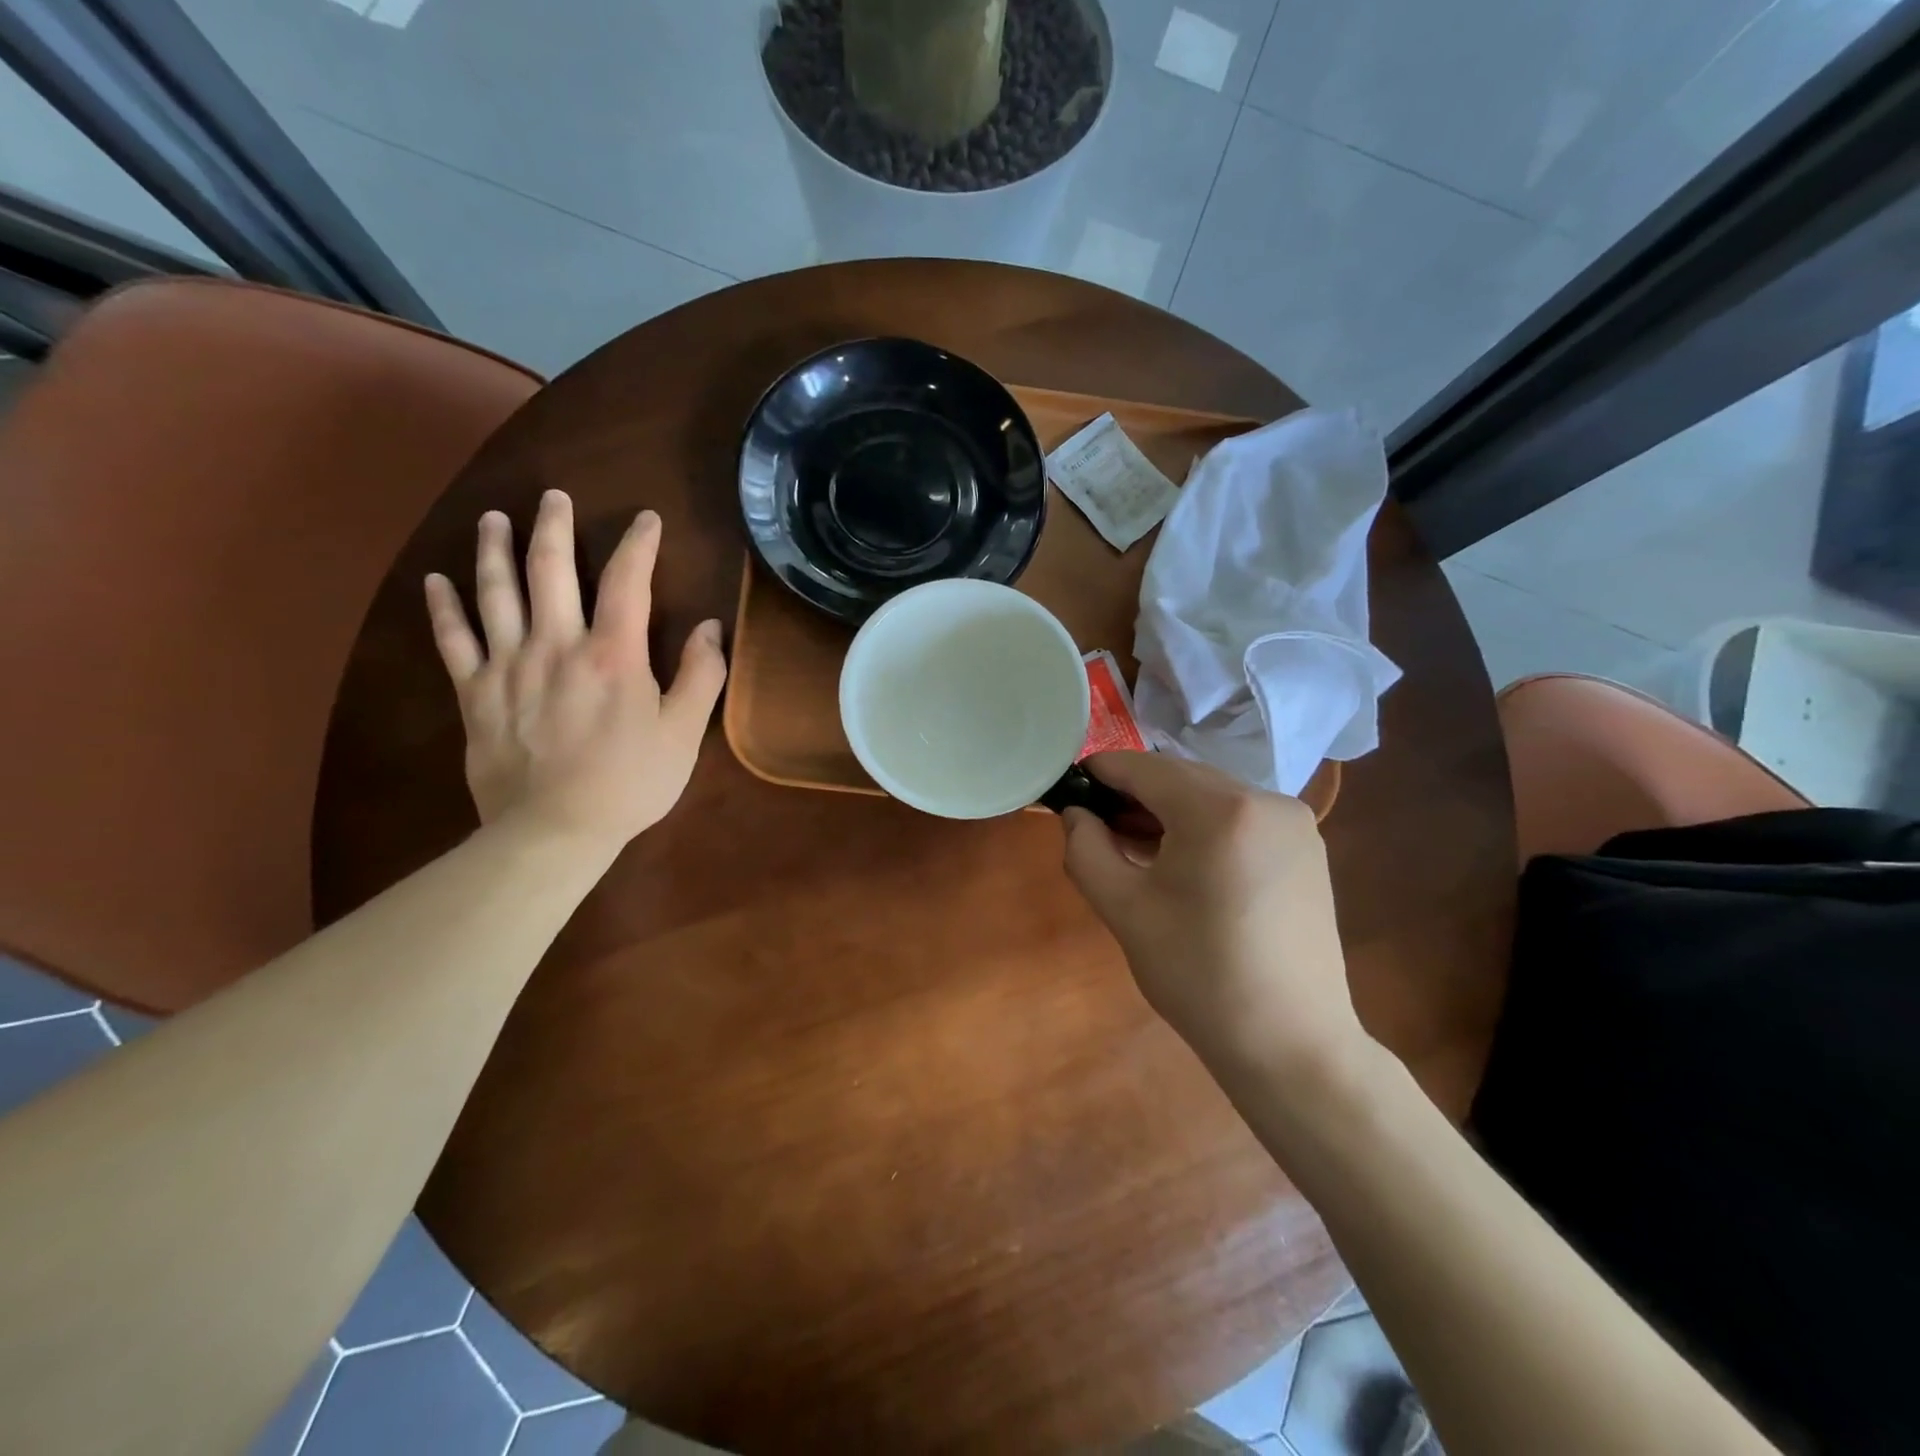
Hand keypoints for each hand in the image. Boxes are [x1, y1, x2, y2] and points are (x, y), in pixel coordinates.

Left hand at [423, 490, 726, 849]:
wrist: (554, 830)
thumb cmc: (630, 782)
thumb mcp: (683, 734)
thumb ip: (701, 676)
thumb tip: (710, 627)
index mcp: (612, 654)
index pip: (627, 581)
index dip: (639, 544)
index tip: (647, 519)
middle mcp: (556, 645)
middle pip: (549, 569)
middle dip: (553, 526)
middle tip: (553, 496)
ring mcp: (508, 666)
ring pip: (495, 592)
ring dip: (494, 549)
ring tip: (494, 518)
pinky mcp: (475, 693)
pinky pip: (452, 640)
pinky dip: (443, 607)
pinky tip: (437, 581)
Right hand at [1062, 752, 1367, 1080]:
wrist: (1290, 1043)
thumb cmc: (1198, 975)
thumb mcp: (1124, 910)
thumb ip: (1086, 849)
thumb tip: (1076, 814)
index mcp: (1219, 810)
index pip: (1143, 768)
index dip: (1100, 772)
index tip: (1070, 788)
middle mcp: (1265, 799)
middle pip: (1180, 776)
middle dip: (1134, 794)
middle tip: (1097, 827)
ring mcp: (1294, 822)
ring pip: (1211, 795)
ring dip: (1168, 810)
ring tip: (1135, 847)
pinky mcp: (1307, 847)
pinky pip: (1241, 816)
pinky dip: (1204, 826)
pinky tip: (1184, 863)